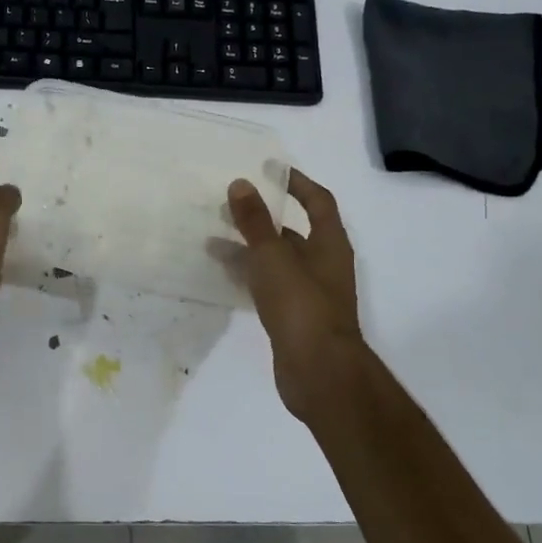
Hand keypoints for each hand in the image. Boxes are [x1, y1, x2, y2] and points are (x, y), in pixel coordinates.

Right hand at [227, 171, 365, 419]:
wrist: (318, 372)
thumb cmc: (301, 305)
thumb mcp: (274, 256)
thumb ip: (255, 221)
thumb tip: (241, 183)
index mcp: (330, 243)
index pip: (318, 201)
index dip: (296, 182)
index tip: (268, 170)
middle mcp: (324, 264)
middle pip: (293, 232)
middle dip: (262, 218)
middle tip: (227, 207)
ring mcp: (310, 293)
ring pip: (277, 261)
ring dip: (249, 249)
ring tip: (212, 241)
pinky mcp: (294, 318)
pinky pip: (269, 286)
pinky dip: (248, 276)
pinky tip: (222, 275)